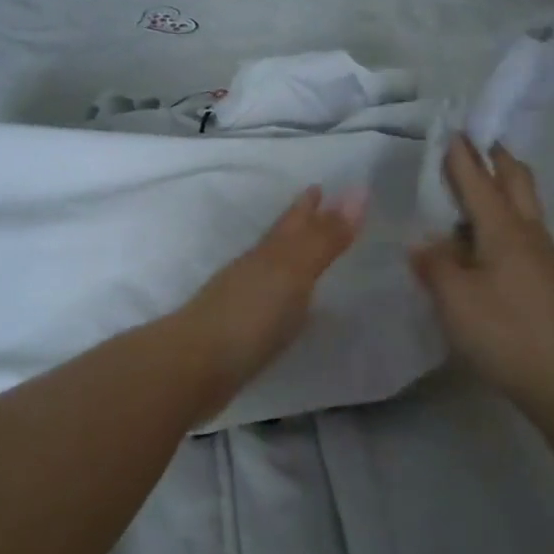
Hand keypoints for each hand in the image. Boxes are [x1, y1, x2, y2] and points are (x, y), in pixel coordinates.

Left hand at [172, 186, 366, 400]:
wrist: (194, 367)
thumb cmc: (249, 315)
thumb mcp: (293, 272)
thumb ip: (325, 238)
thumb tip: (359, 188)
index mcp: (267, 253)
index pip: (292, 222)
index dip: (307, 205)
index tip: (319, 186)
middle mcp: (252, 271)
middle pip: (278, 242)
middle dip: (298, 226)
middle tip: (317, 210)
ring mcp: (240, 303)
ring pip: (269, 272)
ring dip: (289, 261)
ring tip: (306, 258)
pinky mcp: (237, 335)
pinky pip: (266, 305)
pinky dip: (280, 298)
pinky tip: (287, 309)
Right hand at [410, 137, 553, 412]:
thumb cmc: (502, 331)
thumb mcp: (454, 299)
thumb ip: (435, 265)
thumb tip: (423, 245)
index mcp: (503, 230)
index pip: (478, 182)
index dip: (463, 157)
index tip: (454, 131)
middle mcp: (530, 233)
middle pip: (518, 181)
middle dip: (498, 158)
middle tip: (481, 143)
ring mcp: (547, 257)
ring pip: (527, 207)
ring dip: (507, 188)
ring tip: (483, 190)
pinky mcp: (553, 280)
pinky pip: (528, 234)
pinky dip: (510, 220)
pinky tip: (494, 244)